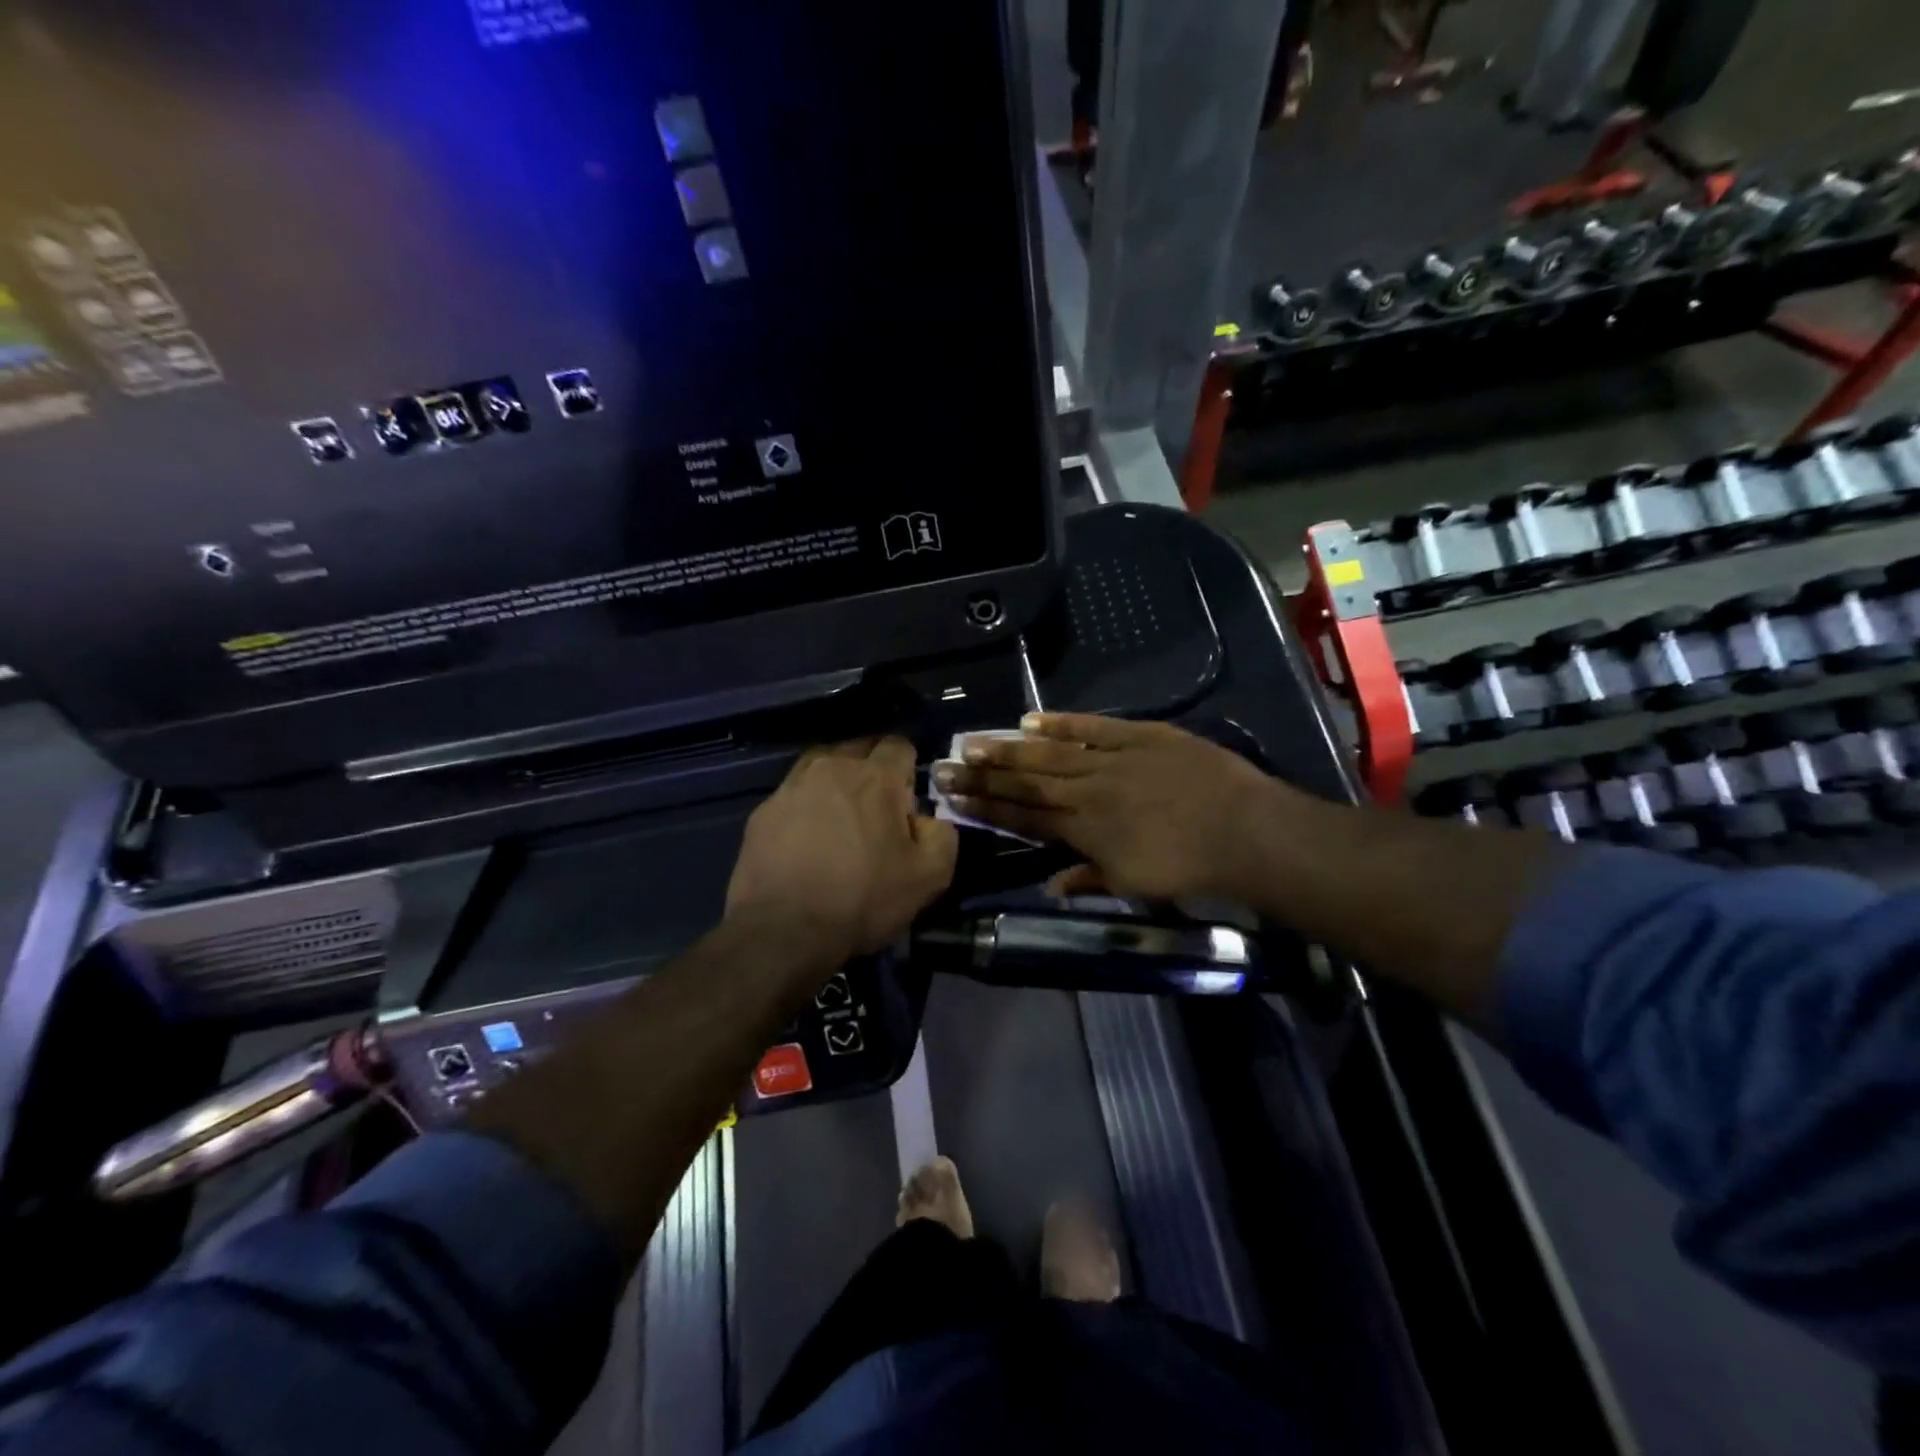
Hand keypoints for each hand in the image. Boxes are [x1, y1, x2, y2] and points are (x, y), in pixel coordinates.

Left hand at [727, 737, 958, 962]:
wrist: (783, 931)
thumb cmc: (862, 899)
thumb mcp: (929, 877)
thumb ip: (943, 835)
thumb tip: (927, 820)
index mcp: (875, 776)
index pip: (900, 745)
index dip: (909, 771)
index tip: (907, 804)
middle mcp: (831, 767)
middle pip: (859, 749)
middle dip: (873, 770)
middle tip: (877, 813)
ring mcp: (791, 787)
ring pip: (822, 767)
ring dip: (836, 784)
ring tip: (839, 821)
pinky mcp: (763, 811)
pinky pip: (794, 796)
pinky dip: (805, 808)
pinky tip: (807, 842)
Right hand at [935, 714, 1293, 903]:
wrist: (1244, 831)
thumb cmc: (1190, 867)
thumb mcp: (1136, 886)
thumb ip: (1090, 880)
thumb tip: (1050, 885)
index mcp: (1086, 832)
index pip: (1025, 819)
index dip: (988, 809)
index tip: (956, 800)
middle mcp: (1088, 793)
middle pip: (1027, 784)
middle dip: (983, 777)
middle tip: (945, 766)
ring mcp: (1112, 761)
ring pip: (1050, 754)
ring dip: (1009, 749)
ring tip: (973, 742)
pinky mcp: (1139, 736)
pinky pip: (1092, 727)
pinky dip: (1061, 723)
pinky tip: (1031, 720)